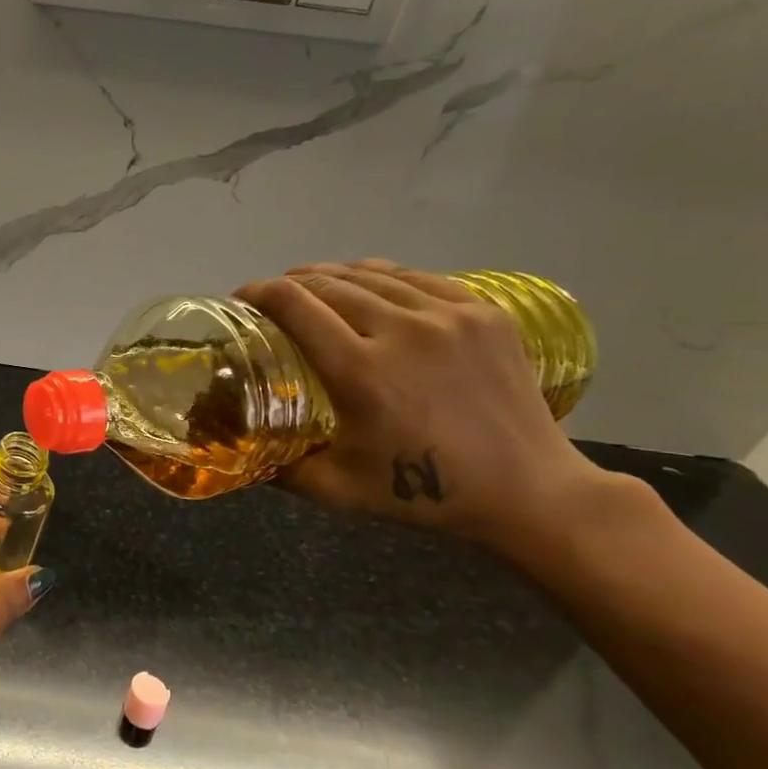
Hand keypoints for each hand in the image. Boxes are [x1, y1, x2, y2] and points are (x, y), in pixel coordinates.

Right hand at [235, 261, 609, 552]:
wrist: (529, 492)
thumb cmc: (424, 495)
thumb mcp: (336, 490)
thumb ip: (278, 468)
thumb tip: (238, 450)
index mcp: (361, 370)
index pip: (294, 304)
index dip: (257, 293)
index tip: (240, 300)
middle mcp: (402, 329)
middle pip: (327, 283)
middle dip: (289, 285)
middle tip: (272, 302)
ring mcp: (449, 315)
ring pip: (372, 273)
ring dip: (331, 277)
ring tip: (313, 288)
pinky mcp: (483, 312)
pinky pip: (417, 277)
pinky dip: (381, 277)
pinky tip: (369, 287)